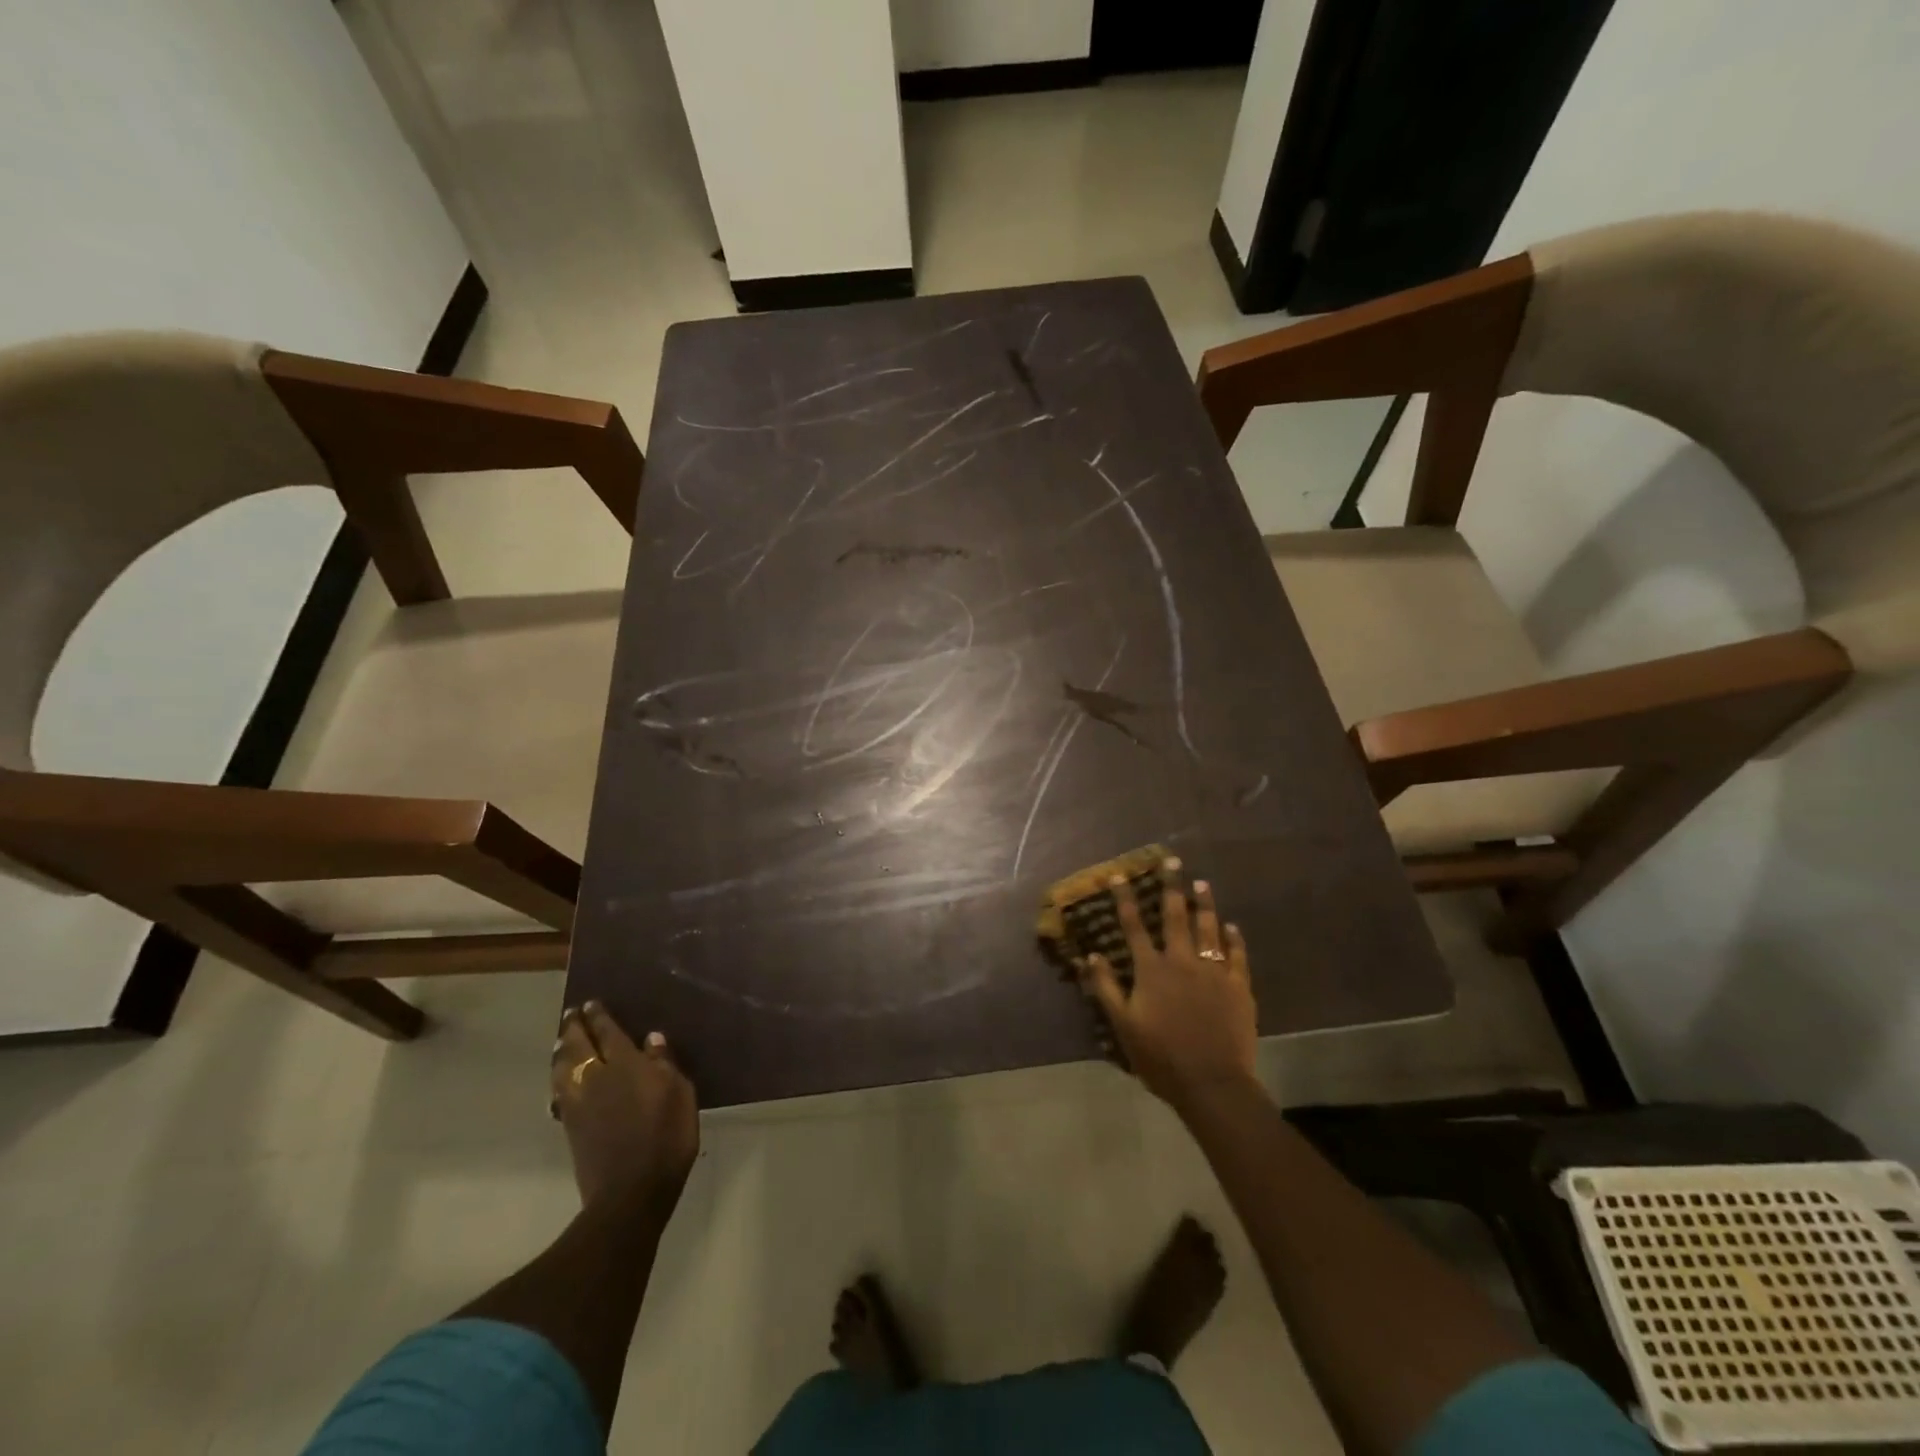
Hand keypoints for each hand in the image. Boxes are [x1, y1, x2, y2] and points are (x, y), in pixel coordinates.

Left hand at [551, 1001, 699, 1218]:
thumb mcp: (680, 1095)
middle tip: (572, 1013)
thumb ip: (665, 1064)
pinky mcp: (570, 1126)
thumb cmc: (666, 1139)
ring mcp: (578, 1103)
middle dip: (574, 1027)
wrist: (630, 1192)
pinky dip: (557, 1075)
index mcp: (626, 1065)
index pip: (608, 1033)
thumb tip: (651, 1039)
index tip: (591, 1004)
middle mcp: (597, 1078)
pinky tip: (559, 1075)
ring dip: (561, 1049)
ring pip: (562, 1067)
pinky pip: (558, 1089)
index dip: (599, 1017)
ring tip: (561, 1039)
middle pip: (578, 1046)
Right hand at [1078, 862, 1258, 1113]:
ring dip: (1204, 904)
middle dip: (1171, 886)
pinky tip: (1232, 926)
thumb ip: (1107, 988)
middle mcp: (1182, 961)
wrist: (1212, 1083)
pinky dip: (1233, 938)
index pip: (1134, 926)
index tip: (1119, 876)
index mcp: (1152, 970)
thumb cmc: (1161, 1057)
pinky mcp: (1239, 987)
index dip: (1125, 900)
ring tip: (1202, 883)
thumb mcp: (1123, 1025)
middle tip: (1172, 861)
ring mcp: (1214, 972)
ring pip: (1209, 928)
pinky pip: (1237, 955)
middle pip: (1175, 916)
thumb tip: (1091, 955)